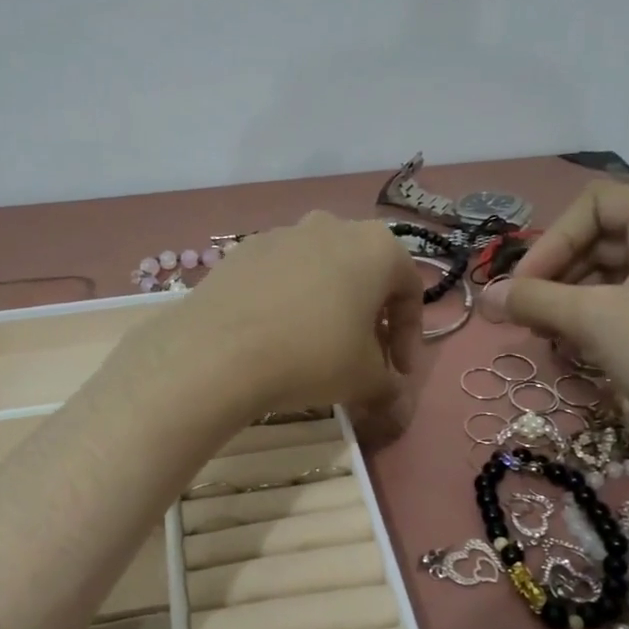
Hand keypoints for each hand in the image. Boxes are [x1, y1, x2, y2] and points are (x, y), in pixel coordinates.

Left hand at [176, 212, 426, 427]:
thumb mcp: (365, 380)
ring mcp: (282, 233)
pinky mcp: (241, 251)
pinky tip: (274, 336)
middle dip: (369, 318)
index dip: (409, 337)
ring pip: (319, 271)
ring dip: (327, 307)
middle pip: (363, 274)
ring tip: (316, 348)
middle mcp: (331, 226)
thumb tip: (394, 403)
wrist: (219, 352)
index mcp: (376, 246)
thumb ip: (389, 387)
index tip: (397, 373)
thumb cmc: (313, 356)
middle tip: (362, 358)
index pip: (408, 290)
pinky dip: (287, 302)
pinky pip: (279, 276)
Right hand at [485, 180, 628, 480]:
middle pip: (605, 238)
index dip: (551, 241)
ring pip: (619, 275)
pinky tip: (582, 350)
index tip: (522, 289)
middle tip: (528, 318)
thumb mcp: (597, 323)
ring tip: (550, 337)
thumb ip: (534, 301)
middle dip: (558, 274)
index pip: (594, 204)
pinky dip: (602, 319)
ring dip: (575, 300)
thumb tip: (485, 296)